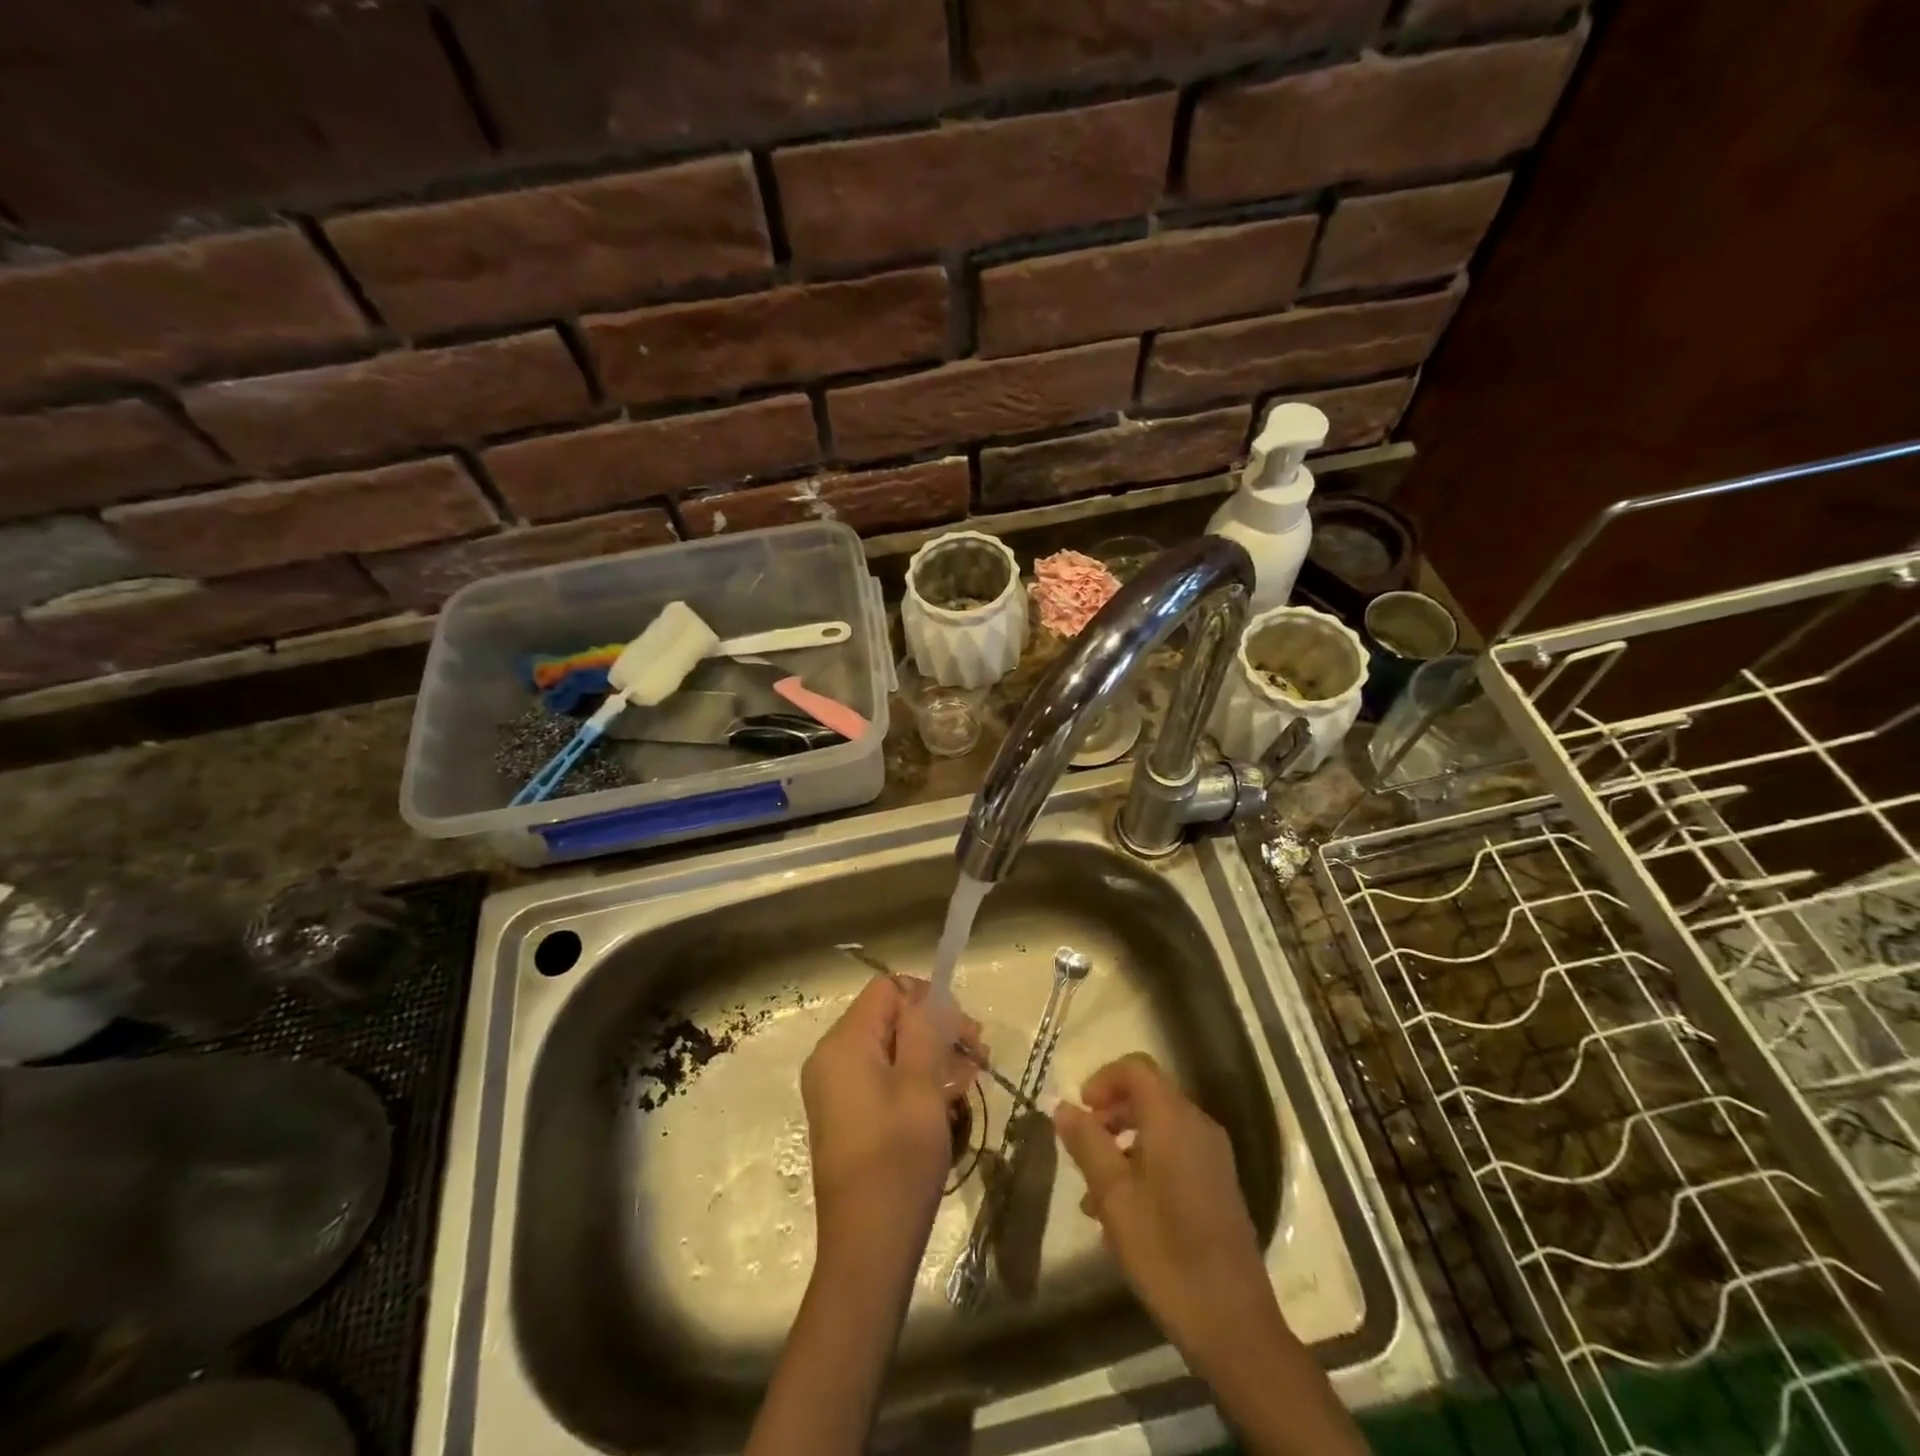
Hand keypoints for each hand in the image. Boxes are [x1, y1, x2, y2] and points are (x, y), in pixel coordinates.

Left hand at [801, 976, 978, 1255]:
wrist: (868, 1248)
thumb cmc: (898, 1160)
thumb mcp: (921, 1086)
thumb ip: (926, 1030)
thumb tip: (931, 996)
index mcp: (844, 1044)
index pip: (887, 990)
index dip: (928, 998)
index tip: (964, 1028)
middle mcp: (832, 1058)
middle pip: (889, 1018)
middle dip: (936, 1028)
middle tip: (979, 1052)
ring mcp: (836, 1089)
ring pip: (891, 1050)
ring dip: (932, 1055)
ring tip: (972, 1077)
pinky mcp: (846, 1115)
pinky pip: (883, 1078)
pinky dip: (915, 1079)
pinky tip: (950, 1097)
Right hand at [1052, 1053, 1275, 1361]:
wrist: (1233, 1323)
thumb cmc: (1166, 1252)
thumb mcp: (1114, 1196)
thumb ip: (1087, 1144)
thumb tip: (1062, 1106)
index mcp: (1174, 1120)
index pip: (1137, 1068)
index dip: (1103, 1079)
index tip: (1080, 1110)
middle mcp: (1198, 1126)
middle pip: (1148, 1095)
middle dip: (1110, 1114)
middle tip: (1082, 1147)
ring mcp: (1213, 1156)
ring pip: (1159, 1126)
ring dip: (1123, 1143)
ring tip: (1094, 1191)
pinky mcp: (1218, 1184)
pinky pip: (1175, 1152)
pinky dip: (1144, 1162)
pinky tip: (1123, 1210)